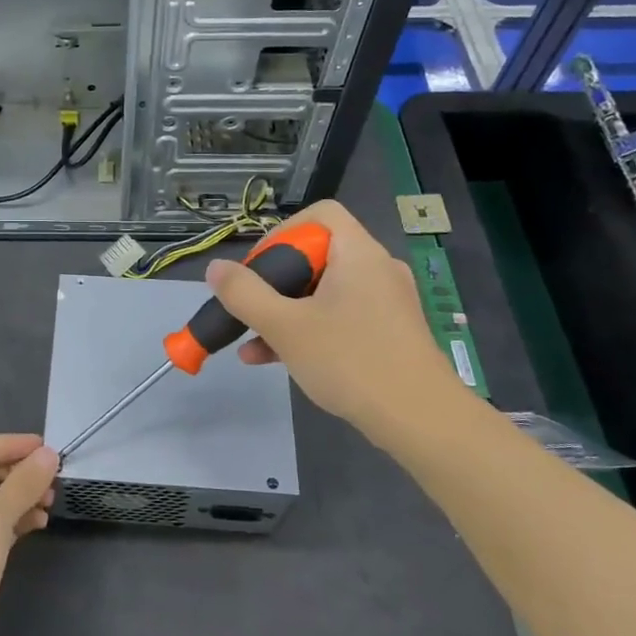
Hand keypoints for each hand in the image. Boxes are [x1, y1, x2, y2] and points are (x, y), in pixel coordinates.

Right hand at [207, 199, 474, 449]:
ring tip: (249, 341)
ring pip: (323, 292)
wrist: (421, 421)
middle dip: (274, 281)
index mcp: (358, 254)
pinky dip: (307, 329)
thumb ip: (244, 294)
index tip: (259, 267)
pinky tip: (272, 359)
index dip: (282, 233)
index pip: (321, 214)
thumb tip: (215, 269)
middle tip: (250, 306)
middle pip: (316, 255)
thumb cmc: (350, 361)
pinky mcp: (387, 333)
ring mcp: (385, 303)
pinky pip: (339, 317)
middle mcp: (376, 269)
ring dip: (284, 311)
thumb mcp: (285, 327)